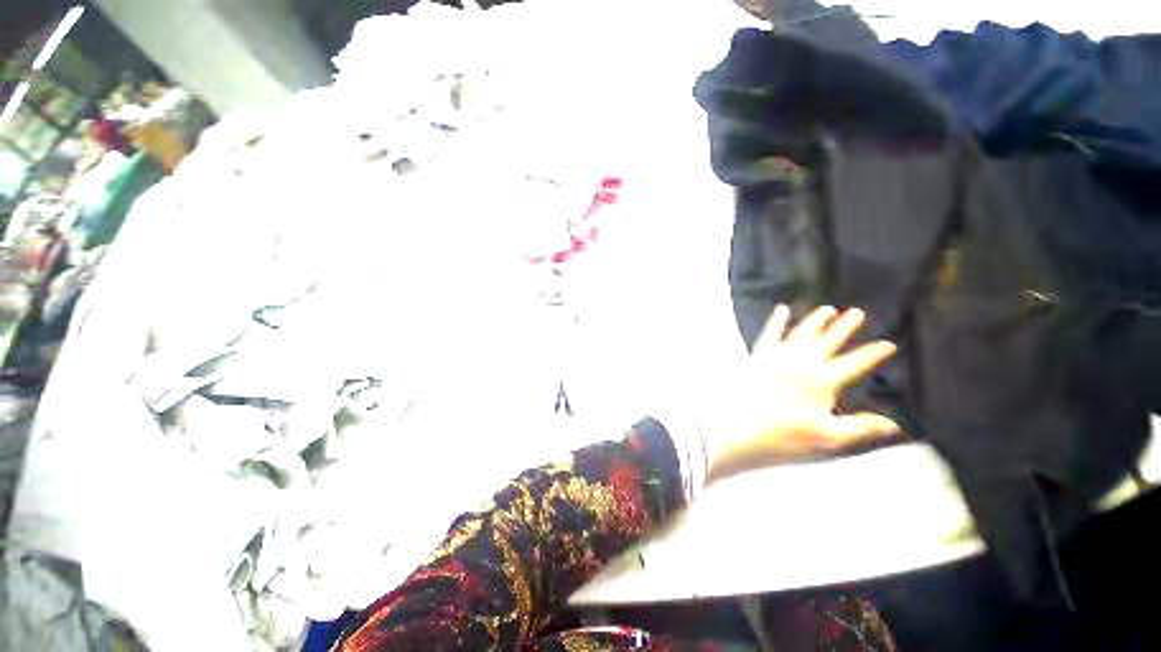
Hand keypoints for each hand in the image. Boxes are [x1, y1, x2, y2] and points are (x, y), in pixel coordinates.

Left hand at [705, 305, 900, 480]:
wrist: (744, 419)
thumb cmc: (786, 429)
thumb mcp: (828, 434)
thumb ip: (860, 427)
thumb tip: (893, 425)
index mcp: (823, 379)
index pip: (854, 363)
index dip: (872, 354)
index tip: (888, 343)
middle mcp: (804, 361)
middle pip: (829, 341)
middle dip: (844, 327)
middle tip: (857, 312)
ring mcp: (781, 354)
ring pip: (803, 332)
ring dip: (816, 320)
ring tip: (828, 308)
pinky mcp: (760, 353)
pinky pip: (771, 332)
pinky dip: (777, 320)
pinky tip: (782, 309)